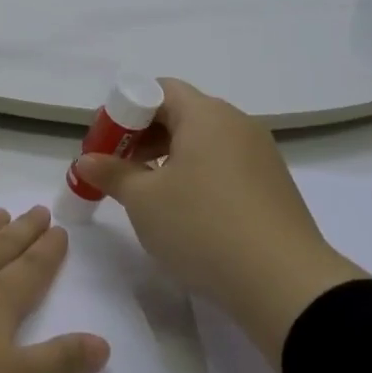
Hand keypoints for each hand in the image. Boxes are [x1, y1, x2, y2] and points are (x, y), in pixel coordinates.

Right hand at [72, 79, 366, 368]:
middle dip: (144, 136)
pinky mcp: (273, 185)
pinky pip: (225, 165)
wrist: (284, 283)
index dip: (125, 110)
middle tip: (118, 169)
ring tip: (148, 194)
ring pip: (204, 141)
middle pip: (182, 113)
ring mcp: (261, 154)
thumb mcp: (144, 201)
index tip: (106, 144)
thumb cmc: (202, 226)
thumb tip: (87, 161)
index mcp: (206, 114)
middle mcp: (237, 123)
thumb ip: (112, 174)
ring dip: (170, 157)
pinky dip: (198, 175)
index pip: (159, 89)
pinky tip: (187, 211)